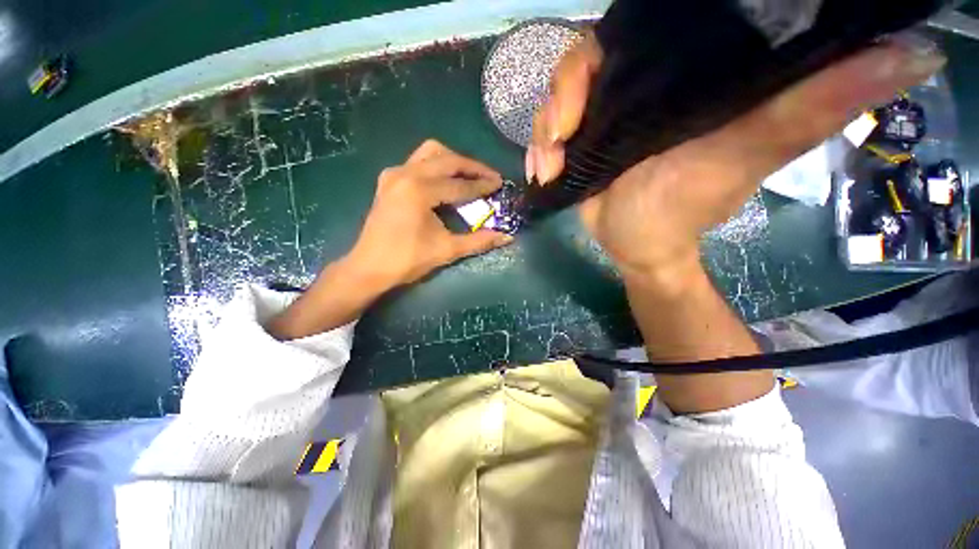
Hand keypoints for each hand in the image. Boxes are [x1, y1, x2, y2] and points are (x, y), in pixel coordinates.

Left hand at [347, 139, 512, 287]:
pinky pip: (417, 161)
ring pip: (430, 153)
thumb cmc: (407, 260)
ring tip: (469, 175)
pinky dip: (436, 166)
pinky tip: (444, 181)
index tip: (500, 183)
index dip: (482, 184)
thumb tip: (507, 237)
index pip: (459, 184)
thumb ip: (479, 241)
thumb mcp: (447, 250)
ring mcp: (394, 174)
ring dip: (453, 161)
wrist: (369, 267)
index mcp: (419, 190)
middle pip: (447, 159)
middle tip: (490, 176)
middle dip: (472, 166)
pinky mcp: (388, 180)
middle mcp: (406, 174)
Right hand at [529, 35, 944, 283]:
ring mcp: (602, 115)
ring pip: (558, 97)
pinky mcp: (579, 143)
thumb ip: (814, 105)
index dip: (610, 42)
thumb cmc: (684, 210)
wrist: (637, 246)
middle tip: (562, 134)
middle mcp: (639, 86)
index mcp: (680, 76)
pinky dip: (539, 150)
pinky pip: (546, 132)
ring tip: (551, 164)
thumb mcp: (748, 153)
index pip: (640, 29)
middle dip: (563, 94)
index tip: (592, 76)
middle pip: (586, 61)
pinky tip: (543, 172)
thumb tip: (916, 54)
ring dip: (545, 128)